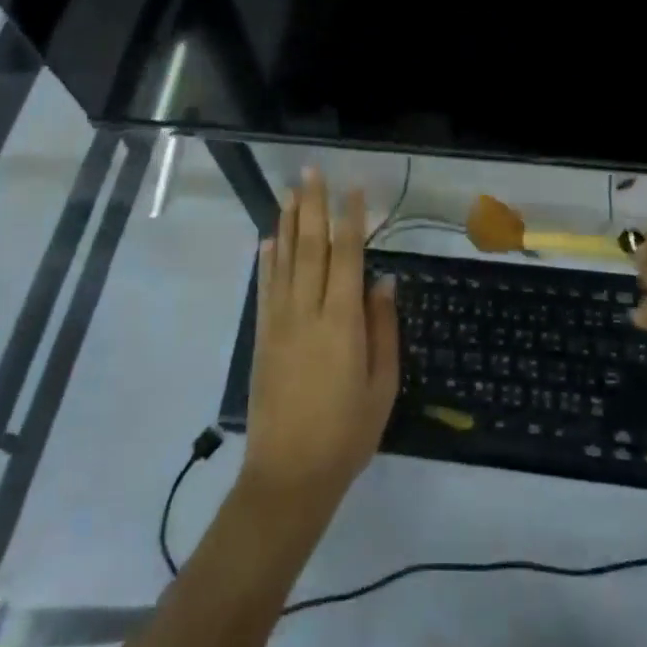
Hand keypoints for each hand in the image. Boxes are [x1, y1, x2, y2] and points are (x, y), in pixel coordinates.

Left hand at [241, 168, 399, 514]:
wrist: (289, 474)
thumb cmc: (348, 432)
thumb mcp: (382, 385)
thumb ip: (384, 329)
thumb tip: (385, 280)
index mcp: (342, 323)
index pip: (347, 257)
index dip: (350, 220)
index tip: (354, 190)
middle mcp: (307, 312)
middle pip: (309, 247)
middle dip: (312, 207)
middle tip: (311, 172)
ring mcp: (279, 322)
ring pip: (283, 261)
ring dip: (287, 223)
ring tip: (290, 192)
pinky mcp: (262, 337)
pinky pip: (265, 288)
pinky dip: (266, 260)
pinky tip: (268, 240)